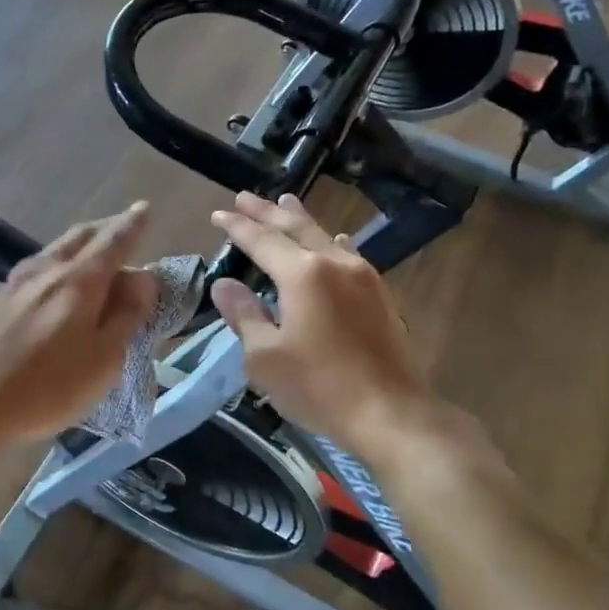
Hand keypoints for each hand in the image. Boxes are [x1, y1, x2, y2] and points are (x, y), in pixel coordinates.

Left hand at [0, 203, 157, 442]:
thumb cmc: (47, 389)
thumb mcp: (104, 360)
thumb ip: (127, 315)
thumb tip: (142, 277)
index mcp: (79, 281)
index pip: (114, 240)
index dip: (133, 225)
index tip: (145, 209)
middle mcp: (47, 270)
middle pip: (82, 236)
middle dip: (107, 228)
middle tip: (125, 228)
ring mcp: (16, 282)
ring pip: (57, 249)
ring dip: (82, 244)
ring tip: (96, 252)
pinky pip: (39, 266)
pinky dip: (60, 262)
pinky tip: (58, 278)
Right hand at [209, 193, 470, 458]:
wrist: (391, 413)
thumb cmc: (319, 387)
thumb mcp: (265, 356)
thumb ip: (244, 315)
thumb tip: (224, 284)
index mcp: (302, 274)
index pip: (261, 240)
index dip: (237, 226)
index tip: (218, 213)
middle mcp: (334, 263)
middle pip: (294, 228)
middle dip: (266, 212)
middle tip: (244, 196)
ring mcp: (363, 277)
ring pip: (325, 237)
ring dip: (300, 219)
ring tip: (285, 202)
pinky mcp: (380, 295)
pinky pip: (349, 254)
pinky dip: (331, 242)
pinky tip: (335, 240)